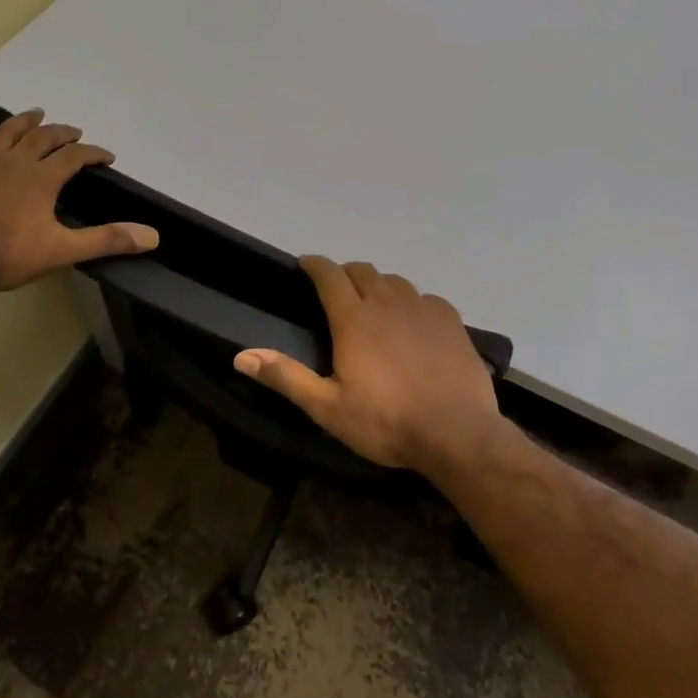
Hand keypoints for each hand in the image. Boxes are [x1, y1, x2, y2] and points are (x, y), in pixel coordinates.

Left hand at [0, 110, 158, 290]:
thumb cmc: (5, 254)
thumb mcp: (62, 251)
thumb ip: (106, 240)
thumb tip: (152, 236)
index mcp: (42, 178)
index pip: (75, 156)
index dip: (94, 153)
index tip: (107, 156)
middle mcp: (14, 163)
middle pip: (42, 138)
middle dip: (61, 132)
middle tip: (73, 131)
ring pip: (5, 135)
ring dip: (22, 122)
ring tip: (35, 113)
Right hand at [234, 256, 501, 472]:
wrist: (456, 432)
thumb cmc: (385, 422)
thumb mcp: (327, 407)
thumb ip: (286, 377)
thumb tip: (241, 356)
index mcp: (354, 318)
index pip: (328, 274)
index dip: (314, 264)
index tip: (305, 264)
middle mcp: (387, 301)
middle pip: (362, 270)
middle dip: (345, 274)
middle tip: (337, 292)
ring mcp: (422, 307)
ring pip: (394, 281)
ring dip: (378, 286)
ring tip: (375, 307)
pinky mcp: (450, 319)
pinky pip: (424, 298)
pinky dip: (411, 303)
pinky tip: (413, 325)